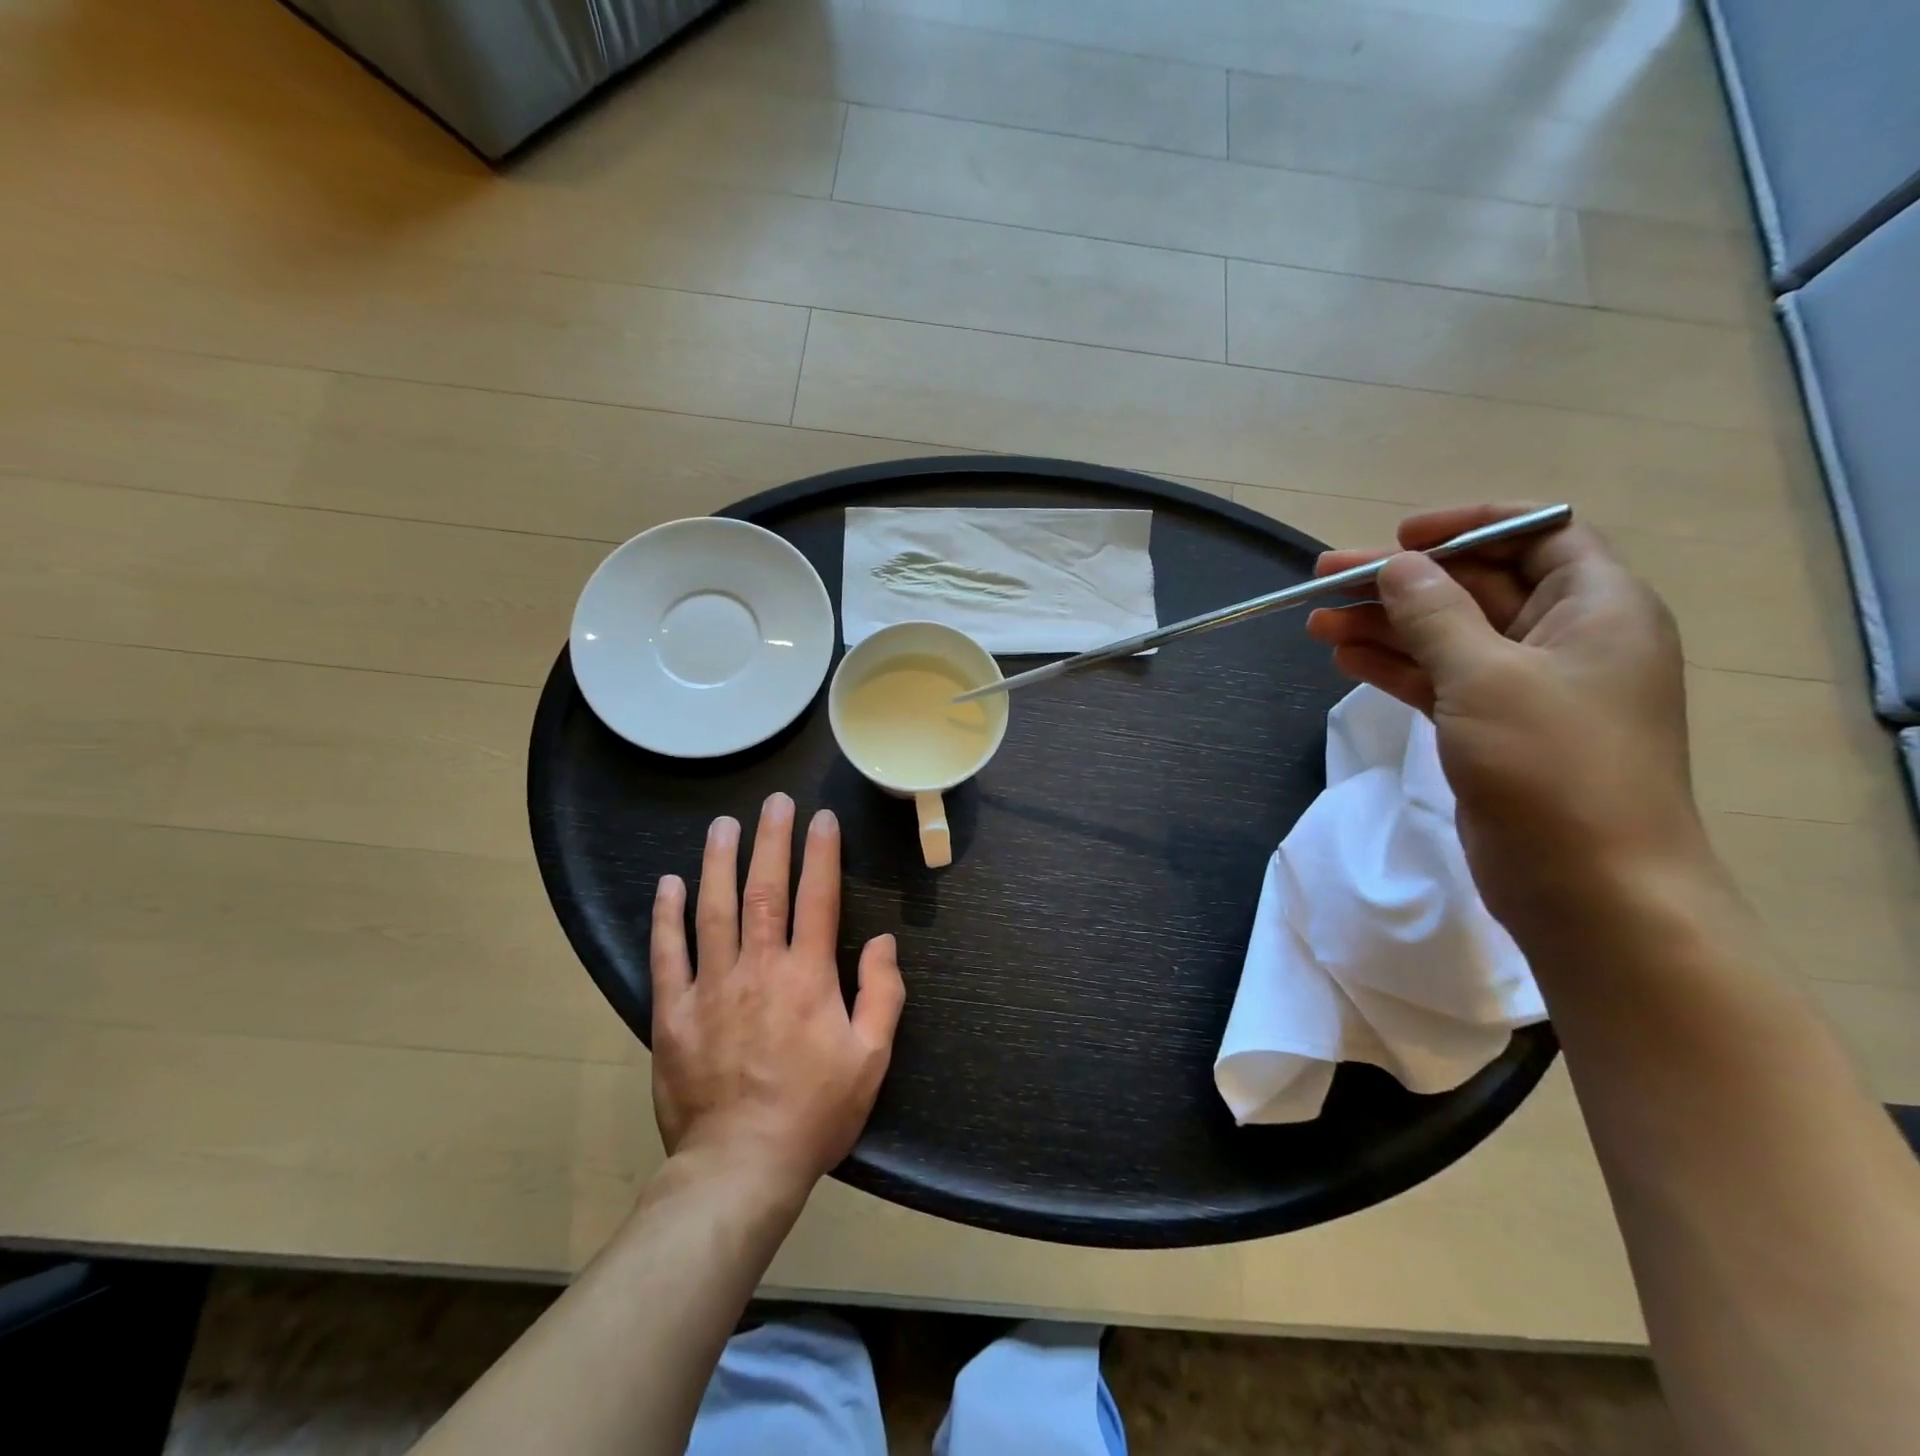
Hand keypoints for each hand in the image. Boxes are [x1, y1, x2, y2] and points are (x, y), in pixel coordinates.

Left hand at [649, 794, 904, 1191]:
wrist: (740, 1166)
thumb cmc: (814, 1113)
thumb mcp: (871, 1060)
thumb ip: (883, 995)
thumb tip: (885, 942)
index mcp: (809, 977)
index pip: (818, 899)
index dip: (822, 854)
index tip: (822, 819)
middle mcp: (759, 968)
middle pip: (765, 890)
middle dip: (772, 841)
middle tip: (775, 802)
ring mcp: (711, 987)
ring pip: (714, 910)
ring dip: (719, 862)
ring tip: (723, 825)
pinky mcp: (673, 1013)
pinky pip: (667, 954)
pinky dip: (667, 916)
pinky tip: (669, 884)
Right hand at [1306, 504, 1704, 931]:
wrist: (1589, 887)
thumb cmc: (1551, 766)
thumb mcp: (1486, 676)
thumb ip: (1435, 615)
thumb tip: (1397, 566)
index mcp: (1596, 607)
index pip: (1539, 534)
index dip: (1468, 526)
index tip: (1400, 537)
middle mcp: (1566, 638)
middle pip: (1475, 588)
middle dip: (1400, 582)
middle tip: (1324, 579)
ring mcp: (1527, 689)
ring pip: (1446, 638)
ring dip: (1384, 627)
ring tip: (1317, 623)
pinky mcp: (1493, 730)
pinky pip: (1438, 681)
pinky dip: (1394, 669)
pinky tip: (1345, 658)